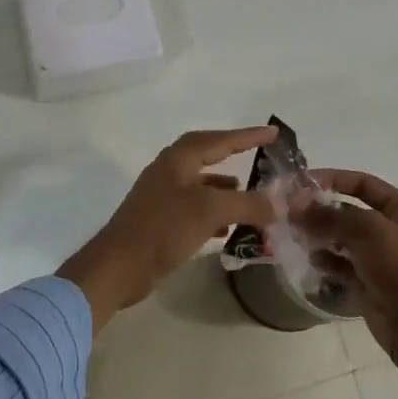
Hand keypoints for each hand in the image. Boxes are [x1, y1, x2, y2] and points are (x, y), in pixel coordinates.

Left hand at [59, 127, 278, 331]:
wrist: (119, 266)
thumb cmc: (163, 229)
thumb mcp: (209, 211)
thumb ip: (247, 204)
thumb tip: (278, 204)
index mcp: (177, 159)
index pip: (219, 140)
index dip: (247, 135)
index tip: (273, 132)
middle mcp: (169, 171)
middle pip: (207, 155)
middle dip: (234, 154)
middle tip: (260, 155)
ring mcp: (162, 196)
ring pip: (202, 184)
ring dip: (226, 188)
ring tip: (250, 198)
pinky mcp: (160, 221)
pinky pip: (195, 208)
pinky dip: (215, 212)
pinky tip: (228, 228)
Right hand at [294, 169, 397, 364]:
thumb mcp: (368, 230)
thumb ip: (330, 214)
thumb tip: (296, 204)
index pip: (363, 183)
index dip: (333, 179)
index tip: (301, 182)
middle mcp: (391, 229)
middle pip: (349, 210)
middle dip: (321, 209)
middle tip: (291, 210)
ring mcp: (379, 256)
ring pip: (342, 237)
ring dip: (319, 233)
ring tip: (296, 232)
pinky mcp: (367, 280)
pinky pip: (341, 263)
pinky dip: (326, 259)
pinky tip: (311, 257)